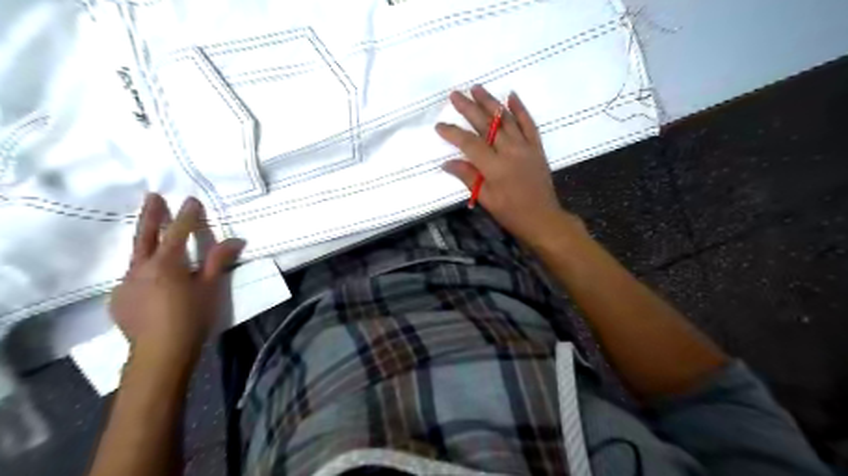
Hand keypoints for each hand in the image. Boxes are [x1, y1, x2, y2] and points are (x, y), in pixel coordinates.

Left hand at [110, 194, 245, 364]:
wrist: (160, 353)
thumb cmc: (192, 318)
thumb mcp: (210, 288)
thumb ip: (218, 261)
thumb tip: (236, 239)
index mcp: (166, 264)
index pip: (178, 232)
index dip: (187, 216)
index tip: (191, 200)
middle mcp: (141, 268)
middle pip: (146, 236)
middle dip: (152, 215)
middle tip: (153, 196)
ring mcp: (125, 283)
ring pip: (136, 257)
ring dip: (146, 243)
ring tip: (153, 237)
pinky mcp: (118, 299)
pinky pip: (131, 278)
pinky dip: (142, 271)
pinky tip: (150, 281)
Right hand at [438, 84, 584, 246]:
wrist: (543, 218)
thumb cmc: (511, 213)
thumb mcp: (486, 199)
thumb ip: (468, 177)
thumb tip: (447, 163)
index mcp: (495, 167)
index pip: (469, 143)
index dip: (453, 133)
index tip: (439, 125)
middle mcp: (510, 151)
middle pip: (487, 125)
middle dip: (469, 108)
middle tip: (455, 94)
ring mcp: (525, 147)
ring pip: (506, 119)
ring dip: (491, 102)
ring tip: (477, 88)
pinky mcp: (536, 147)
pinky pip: (529, 124)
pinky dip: (520, 109)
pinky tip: (511, 96)